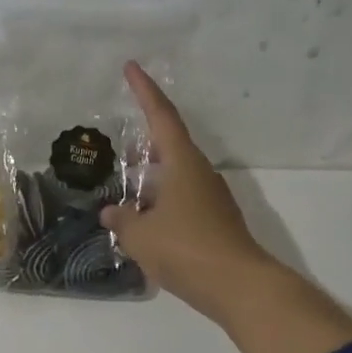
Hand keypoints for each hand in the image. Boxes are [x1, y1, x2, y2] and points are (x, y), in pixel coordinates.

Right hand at [104, 61, 351, 352]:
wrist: (239, 286)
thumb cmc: (186, 249)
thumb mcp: (141, 236)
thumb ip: (122, 220)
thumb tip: (112, 212)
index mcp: (182, 163)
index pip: (161, 116)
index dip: (144, 90)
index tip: (132, 67)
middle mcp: (200, 173)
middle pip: (171, 144)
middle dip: (146, 138)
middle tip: (123, 138)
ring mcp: (211, 198)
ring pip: (176, 175)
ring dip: (153, 174)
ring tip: (128, 183)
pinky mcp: (215, 222)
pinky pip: (182, 199)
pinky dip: (162, 200)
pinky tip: (146, 219)